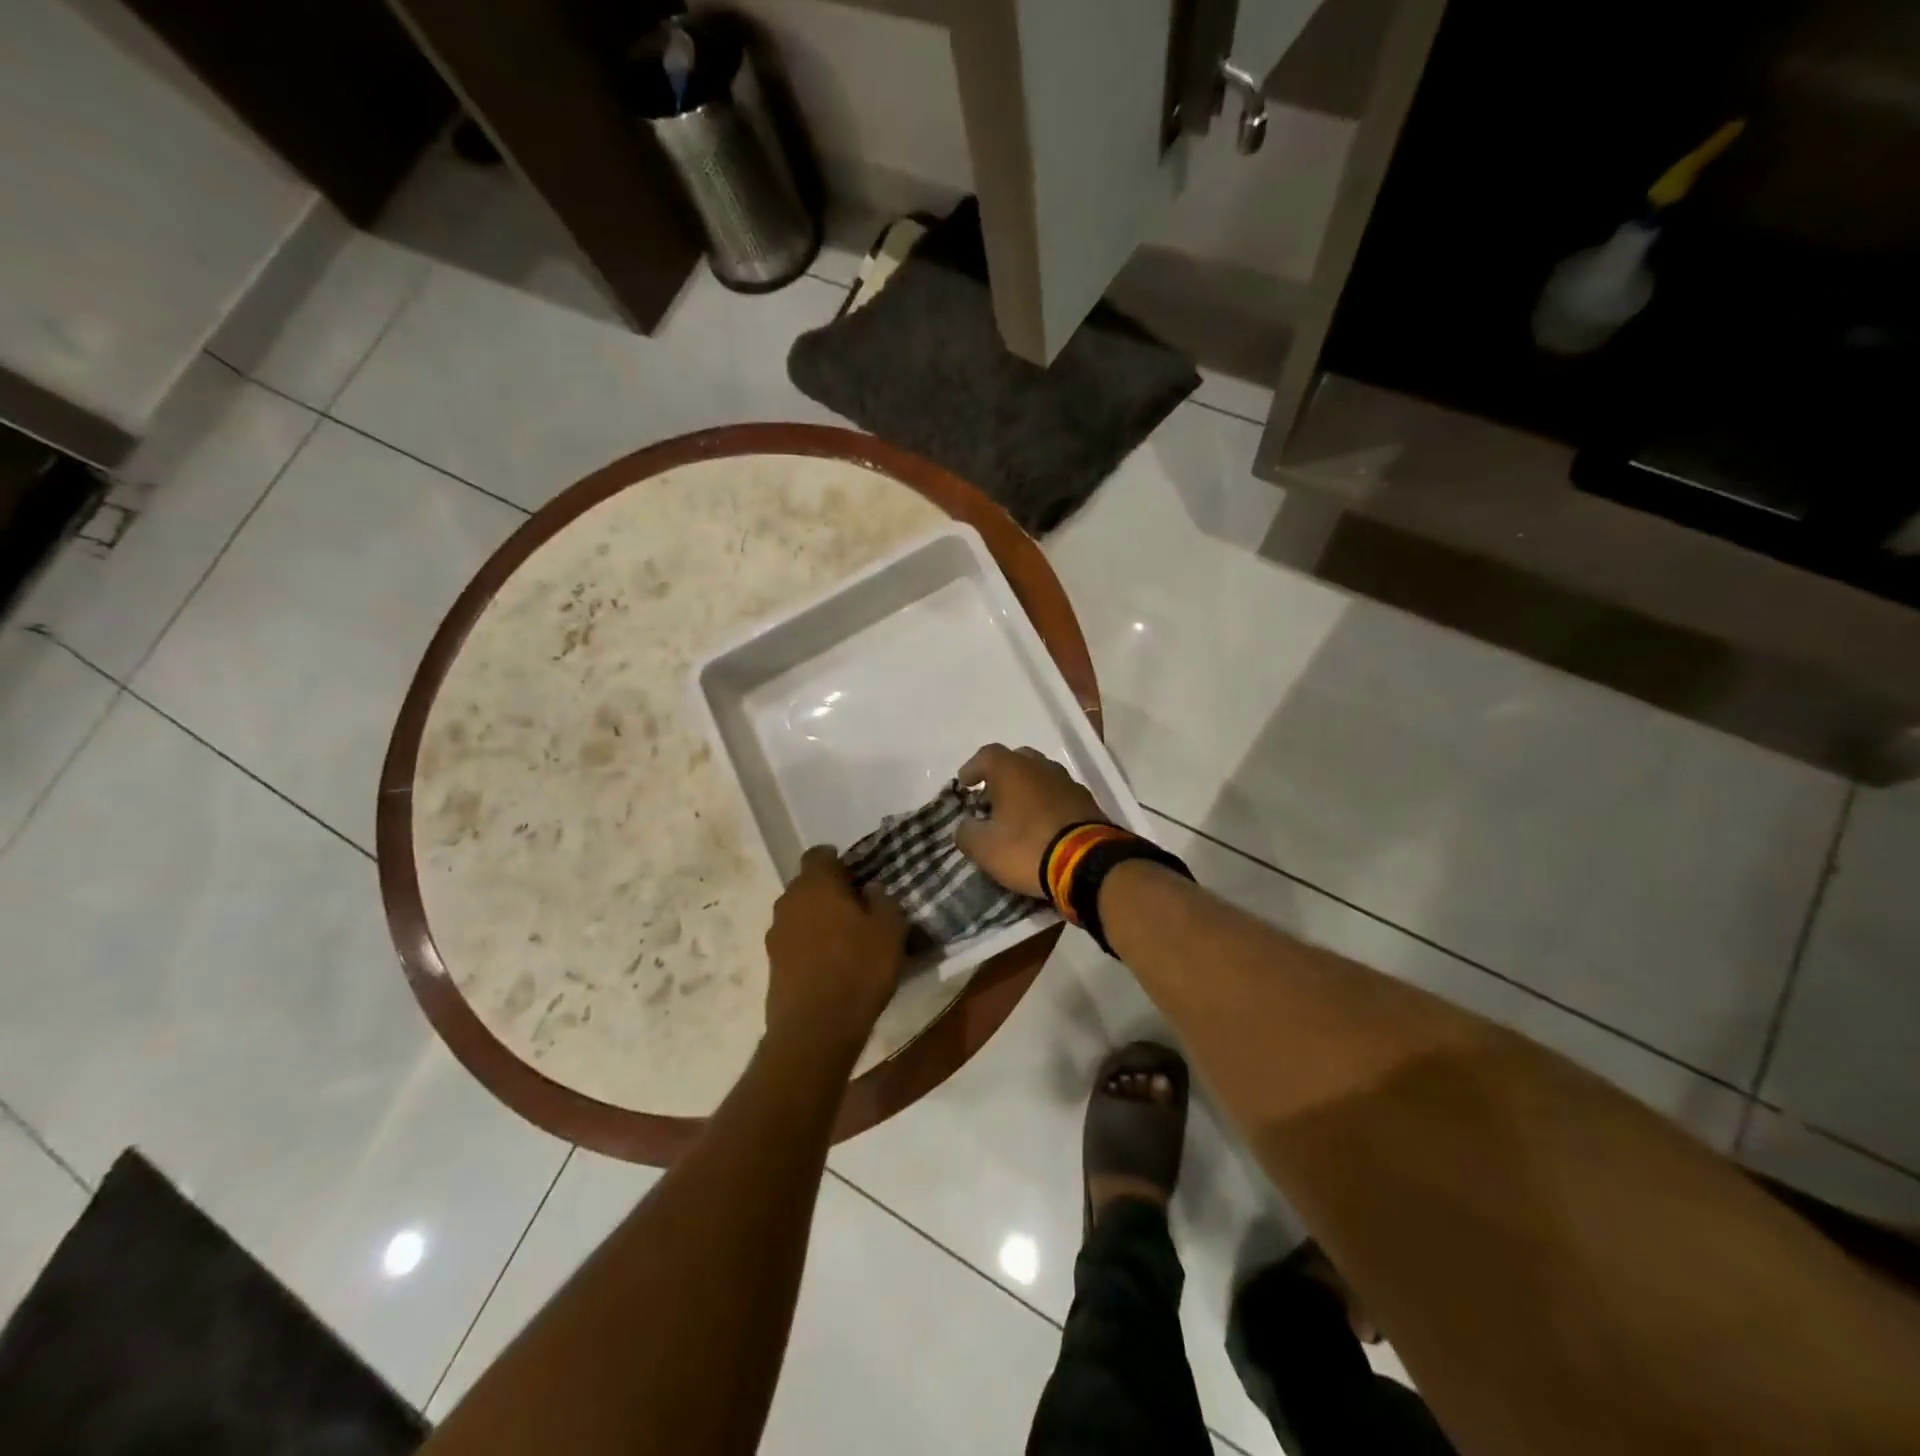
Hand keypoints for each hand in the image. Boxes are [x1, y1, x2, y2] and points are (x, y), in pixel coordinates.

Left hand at [765, 846, 908, 1041]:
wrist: (815, 1029)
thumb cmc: (858, 969)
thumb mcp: (890, 930)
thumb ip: (883, 901)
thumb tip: (871, 889)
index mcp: (816, 883)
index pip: (820, 854)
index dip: (839, 862)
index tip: (859, 878)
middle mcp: (788, 900)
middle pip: (807, 883)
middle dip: (829, 891)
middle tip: (858, 909)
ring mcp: (775, 933)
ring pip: (799, 913)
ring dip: (818, 919)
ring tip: (846, 940)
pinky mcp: (772, 963)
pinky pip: (794, 941)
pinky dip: (810, 945)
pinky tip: (831, 964)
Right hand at [953, 744, 1106, 897]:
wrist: (1089, 863)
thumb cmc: (1028, 848)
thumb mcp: (985, 849)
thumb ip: (967, 833)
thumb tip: (965, 826)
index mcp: (1012, 769)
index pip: (986, 756)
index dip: (972, 769)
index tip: (964, 785)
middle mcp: (1041, 766)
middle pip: (1016, 761)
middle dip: (1001, 777)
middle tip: (991, 799)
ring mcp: (1067, 782)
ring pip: (1040, 777)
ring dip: (1026, 790)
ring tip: (1016, 814)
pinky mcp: (1087, 802)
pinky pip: (1058, 795)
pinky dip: (1046, 804)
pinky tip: (1042, 825)